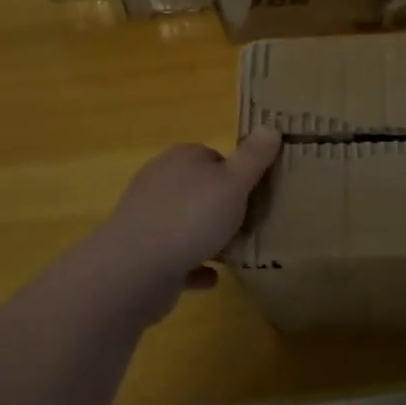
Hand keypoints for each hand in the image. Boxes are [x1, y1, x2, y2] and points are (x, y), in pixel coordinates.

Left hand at [85, 128, 282, 315]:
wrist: (135, 269)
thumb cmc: (190, 217)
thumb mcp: (234, 183)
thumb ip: (254, 157)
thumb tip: (271, 127)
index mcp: (181, 159)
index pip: (214, 157)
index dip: (236, 173)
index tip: (255, 193)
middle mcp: (160, 182)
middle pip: (200, 189)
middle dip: (223, 205)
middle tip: (249, 222)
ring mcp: (148, 219)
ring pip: (187, 223)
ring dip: (208, 236)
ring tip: (236, 250)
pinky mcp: (143, 254)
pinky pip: (177, 257)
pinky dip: (194, 265)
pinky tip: (213, 277)